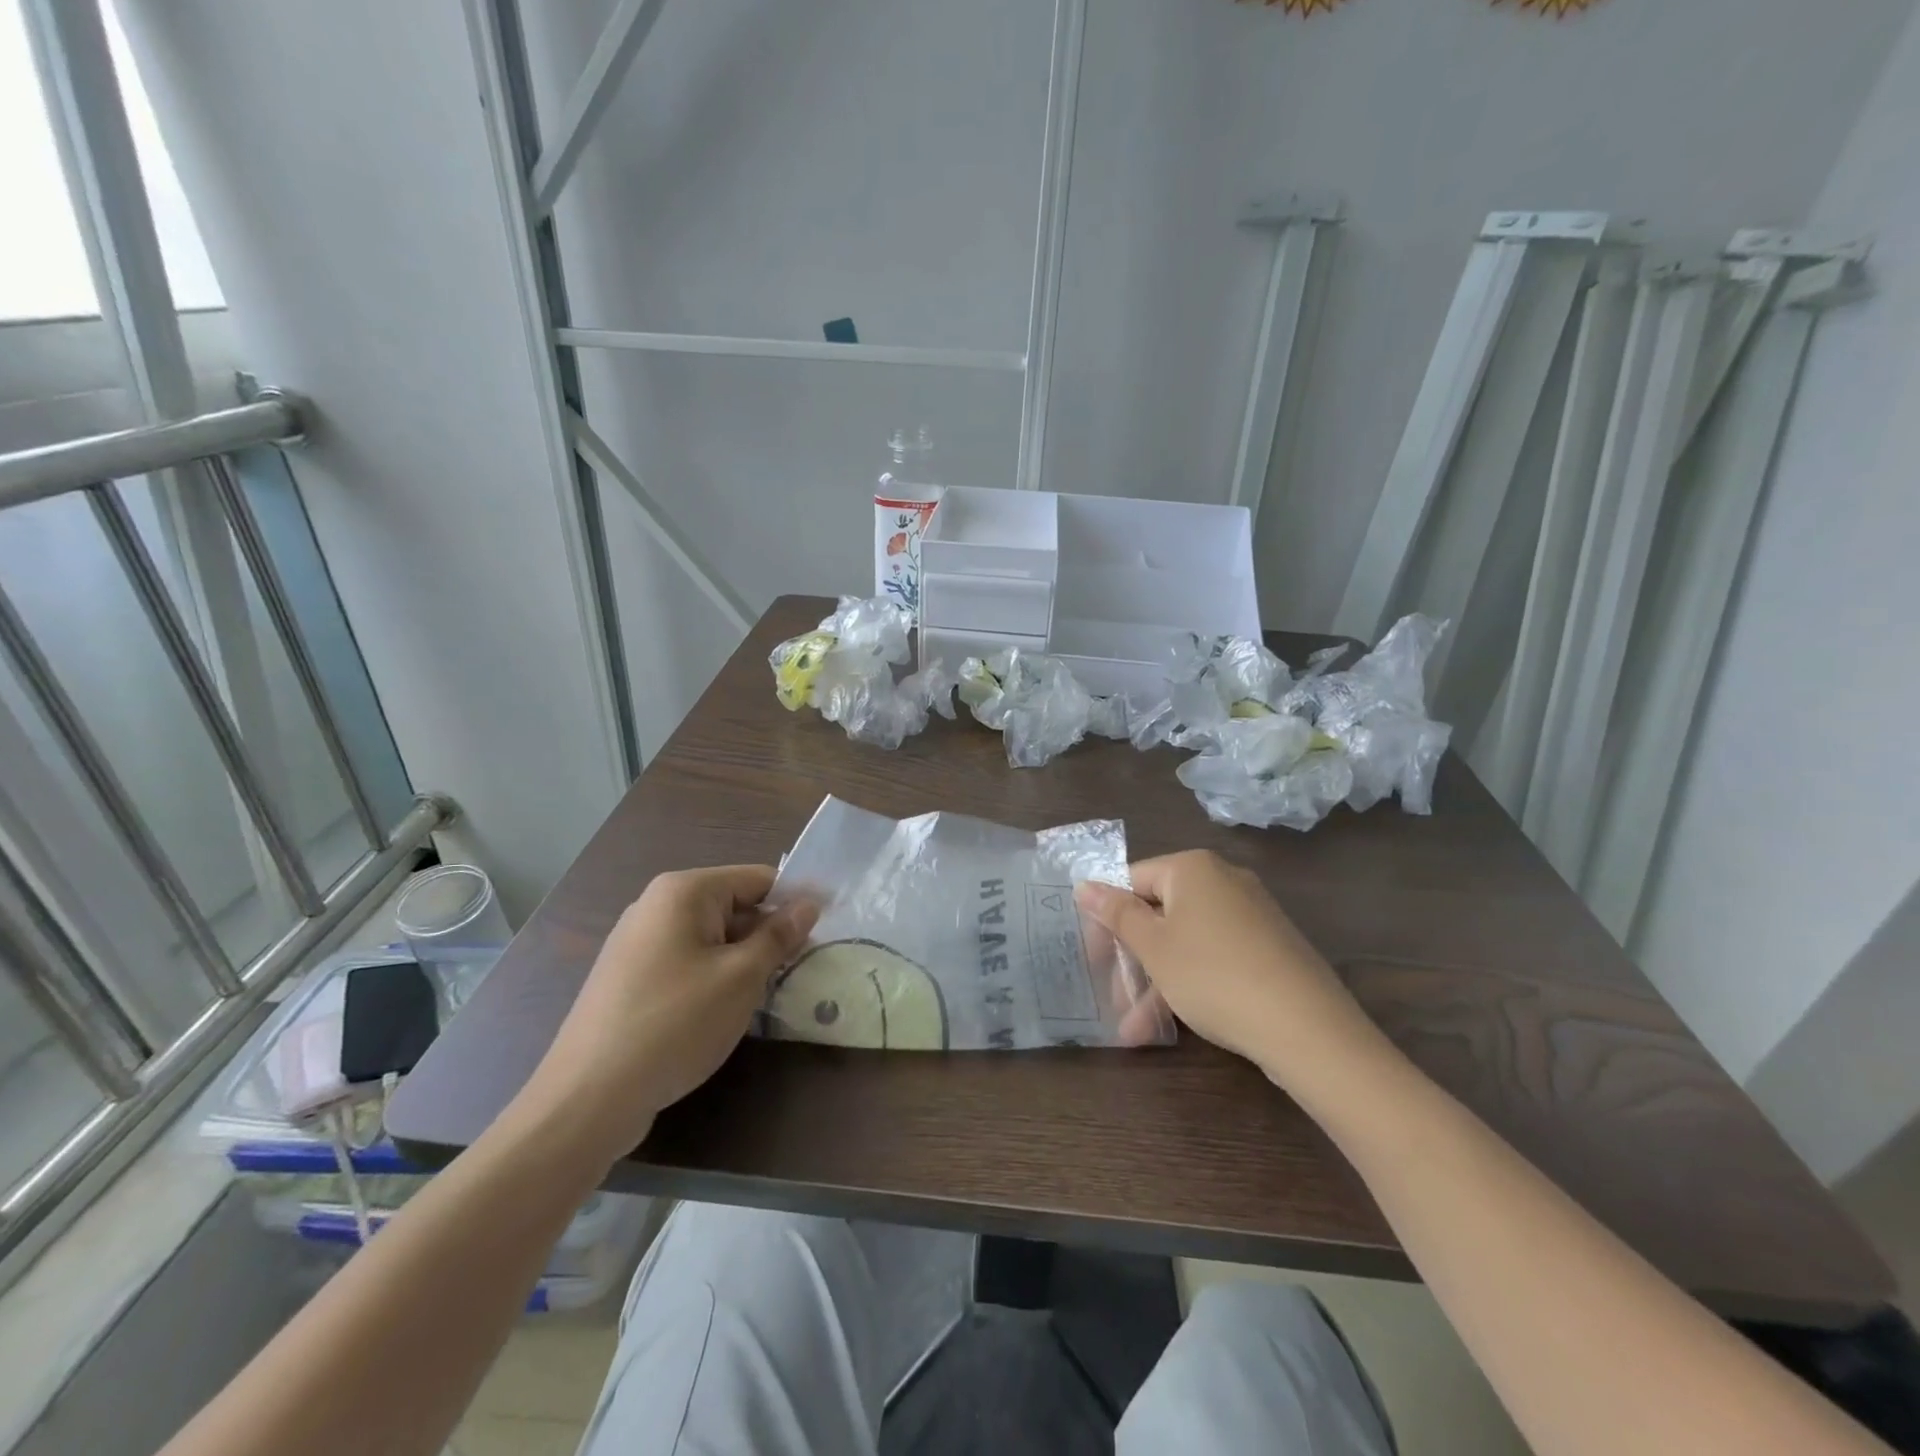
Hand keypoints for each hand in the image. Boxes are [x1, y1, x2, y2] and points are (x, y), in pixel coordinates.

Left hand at [518, 865, 816, 1165]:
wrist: (587, 1098)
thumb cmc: (675, 1024)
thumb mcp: (741, 977)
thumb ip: (778, 936)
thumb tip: (808, 904)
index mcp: (683, 891)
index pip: (757, 879)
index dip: (795, 902)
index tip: (827, 929)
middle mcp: (656, 905)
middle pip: (733, 906)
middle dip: (769, 934)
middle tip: (803, 968)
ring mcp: (638, 943)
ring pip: (712, 938)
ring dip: (744, 960)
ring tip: (771, 993)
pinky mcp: (630, 978)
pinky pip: (687, 962)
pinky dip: (714, 977)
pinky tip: (727, 1012)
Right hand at [1076, 850, 1391, 1091]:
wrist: (1307, 1029)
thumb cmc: (1213, 976)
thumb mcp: (1154, 947)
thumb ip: (1116, 914)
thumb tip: (1083, 884)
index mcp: (1192, 868)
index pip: (1133, 879)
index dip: (1107, 917)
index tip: (1093, 956)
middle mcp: (1223, 881)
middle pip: (1159, 913)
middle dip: (1132, 959)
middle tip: (1111, 995)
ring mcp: (1250, 915)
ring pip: (1185, 943)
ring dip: (1155, 983)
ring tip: (1133, 1031)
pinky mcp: (1268, 948)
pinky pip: (1214, 957)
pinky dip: (1189, 984)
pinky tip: (1169, 1026)